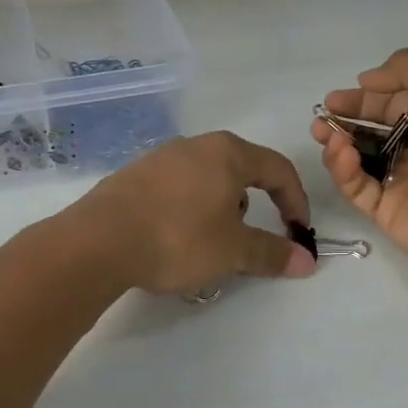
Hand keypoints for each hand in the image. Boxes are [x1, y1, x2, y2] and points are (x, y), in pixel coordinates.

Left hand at [70, 132, 317, 294]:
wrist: (100, 241)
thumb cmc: (179, 238)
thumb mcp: (233, 250)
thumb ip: (272, 253)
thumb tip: (307, 261)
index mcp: (227, 153)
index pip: (277, 169)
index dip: (295, 202)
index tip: (297, 233)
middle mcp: (193, 146)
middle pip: (239, 173)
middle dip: (250, 209)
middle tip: (243, 243)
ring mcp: (158, 159)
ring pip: (205, 183)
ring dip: (216, 212)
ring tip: (203, 247)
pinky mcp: (132, 177)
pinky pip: (174, 191)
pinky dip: (186, 213)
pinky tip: (170, 241)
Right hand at [311, 48, 407, 278]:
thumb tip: (367, 79)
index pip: (389, 102)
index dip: (362, 98)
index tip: (335, 99)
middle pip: (369, 130)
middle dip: (342, 121)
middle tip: (322, 119)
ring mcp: (399, 180)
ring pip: (356, 159)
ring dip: (337, 144)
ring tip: (326, 135)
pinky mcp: (385, 210)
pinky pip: (356, 187)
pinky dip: (344, 170)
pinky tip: (342, 155)